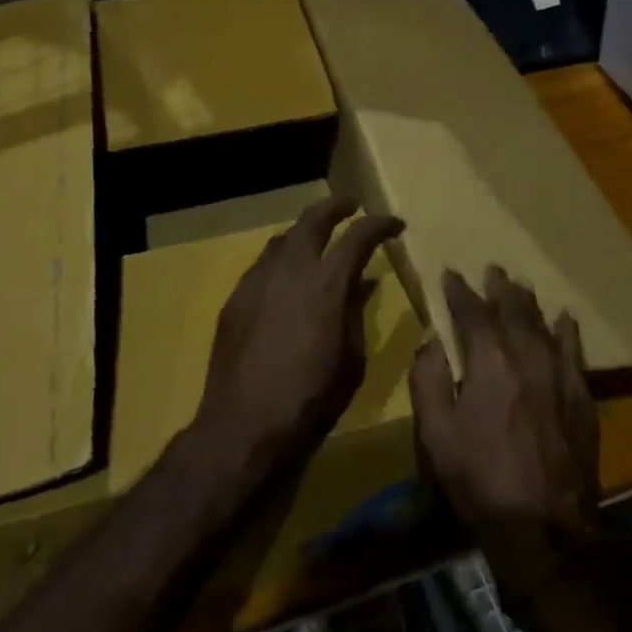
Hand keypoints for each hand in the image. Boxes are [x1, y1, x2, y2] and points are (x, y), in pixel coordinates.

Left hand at [192, 195, 404, 485]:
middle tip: (351, 205)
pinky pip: (263, 264)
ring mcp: (258, 279)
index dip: (380, 225)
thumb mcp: (351, 360)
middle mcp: (291, 269)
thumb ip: (355, 313)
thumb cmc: (310, 399)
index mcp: (326, 283)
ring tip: (317, 239)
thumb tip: (361, 284)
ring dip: (305, 232)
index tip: (395, 224)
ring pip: (284, 238)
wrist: (244, 425)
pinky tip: (286, 277)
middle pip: (314, 219)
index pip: (358, 236)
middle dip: (336, 206)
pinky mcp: (236, 297)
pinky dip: (282, 258)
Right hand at [410, 267, 602, 601]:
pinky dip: (567, 330)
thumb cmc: (480, 479)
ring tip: (521, 285)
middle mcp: (526, 356)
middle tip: (492, 269)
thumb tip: (431, 341)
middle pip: (513, 309)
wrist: (544, 529)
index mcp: (488, 360)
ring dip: (529, 302)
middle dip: (499, 287)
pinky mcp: (581, 397)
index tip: (450, 274)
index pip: (471, 312)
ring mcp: (558, 374)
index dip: (459, 290)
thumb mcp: (435, 433)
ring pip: (543, 323)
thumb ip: (428, 379)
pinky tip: (565, 319)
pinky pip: (574, 351)